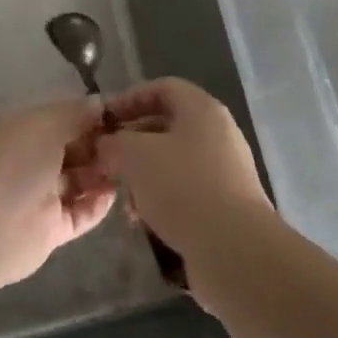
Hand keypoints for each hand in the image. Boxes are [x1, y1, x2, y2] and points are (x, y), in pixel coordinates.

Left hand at [0, 99, 114, 290]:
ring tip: (132, 166)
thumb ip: (76, 113)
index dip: (91, 115)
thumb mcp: (44, 124)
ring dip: (103, 172)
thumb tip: (100, 103)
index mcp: (21, 129)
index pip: (62, 117)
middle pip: (73, 148)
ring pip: (79, 180)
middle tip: (135, 142)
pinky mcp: (49, 231)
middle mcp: (29, 159)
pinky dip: (98, 204)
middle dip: (101, 144)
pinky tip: (116, 192)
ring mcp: (39, 196)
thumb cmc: (10, 163)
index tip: (124, 114)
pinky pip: (80, 213)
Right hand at [94, 79, 270, 264]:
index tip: (104, 120)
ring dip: (144, 175)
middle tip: (105, 160)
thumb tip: (106, 145)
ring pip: (173, 162)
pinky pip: (185, 191)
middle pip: (167, 126)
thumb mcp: (136, 156)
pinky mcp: (225, 205)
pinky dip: (161, 199)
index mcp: (202, 109)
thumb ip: (115, 143)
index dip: (129, 99)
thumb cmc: (183, 187)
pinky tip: (143, 221)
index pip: (162, 88)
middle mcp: (218, 133)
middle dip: (132, 142)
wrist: (234, 250)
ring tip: (122, 197)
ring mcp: (225, 171)